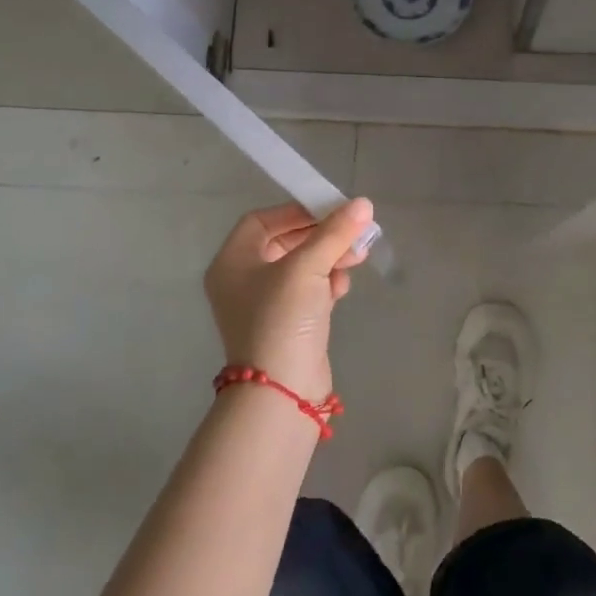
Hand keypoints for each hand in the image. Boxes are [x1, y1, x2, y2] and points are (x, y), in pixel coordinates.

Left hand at [203, 199, 375, 399]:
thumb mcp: (307, 267)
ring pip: (302, 266)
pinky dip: (327, 283)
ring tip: (357, 258)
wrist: (281, 392)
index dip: (297, 211)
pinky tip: (343, 286)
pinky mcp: (287, 324)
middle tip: (353, 234)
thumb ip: (334, 232)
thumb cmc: (282, 318)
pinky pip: (309, 291)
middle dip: (322, 236)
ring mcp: (265, 305)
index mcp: (233, 261)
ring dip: (330, 258)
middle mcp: (243, 280)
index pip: (263, 220)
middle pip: (285, 242)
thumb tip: (362, 203)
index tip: (331, 211)